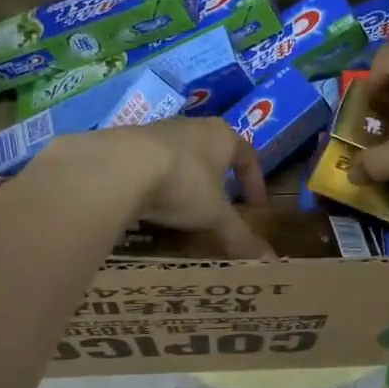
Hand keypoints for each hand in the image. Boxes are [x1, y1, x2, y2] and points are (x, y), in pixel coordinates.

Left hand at [70, 117, 273, 259]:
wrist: (119, 167)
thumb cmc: (183, 183)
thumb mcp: (215, 215)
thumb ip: (240, 236)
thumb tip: (270, 261)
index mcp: (221, 136)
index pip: (247, 154)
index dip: (254, 181)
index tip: (256, 206)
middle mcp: (192, 127)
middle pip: (212, 152)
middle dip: (218, 179)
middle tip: (220, 206)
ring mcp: (157, 131)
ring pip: (180, 157)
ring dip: (185, 181)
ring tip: (184, 209)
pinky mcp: (128, 143)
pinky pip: (151, 165)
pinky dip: (156, 184)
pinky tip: (151, 205)